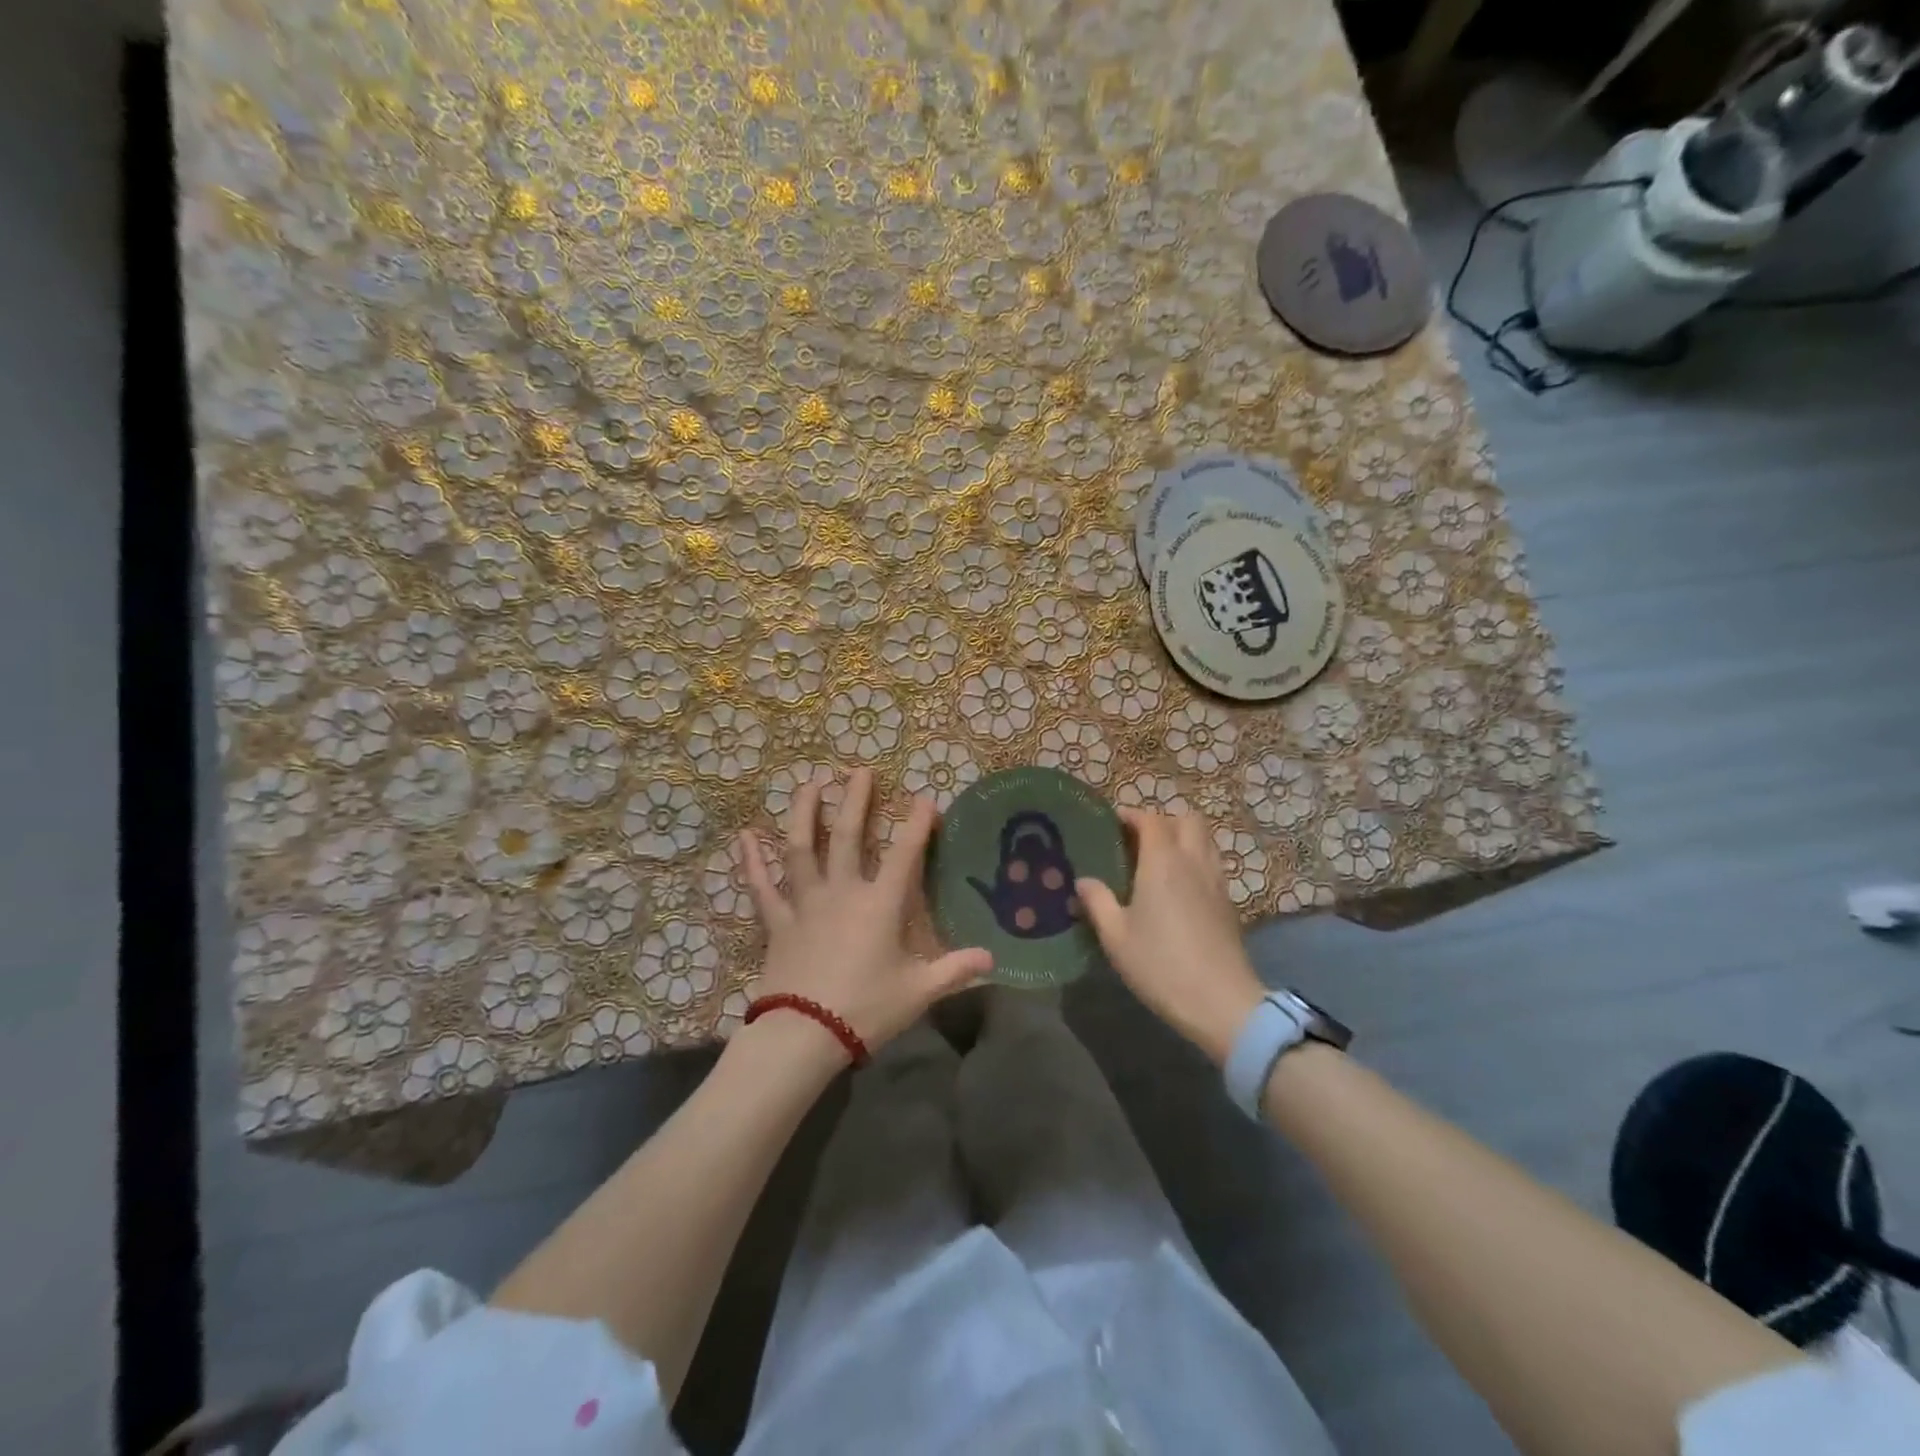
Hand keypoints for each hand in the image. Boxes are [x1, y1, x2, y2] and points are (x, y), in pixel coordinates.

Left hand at [737, 767, 992, 1055]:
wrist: (805, 1034)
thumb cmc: (866, 1009)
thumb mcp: (919, 992)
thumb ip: (955, 970)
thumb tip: (992, 957)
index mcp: (880, 905)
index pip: (905, 855)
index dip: (917, 824)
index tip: (925, 799)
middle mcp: (843, 892)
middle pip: (850, 837)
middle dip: (856, 801)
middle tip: (860, 771)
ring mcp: (806, 903)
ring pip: (802, 848)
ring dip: (806, 814)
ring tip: (810, 784)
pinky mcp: (778, 921)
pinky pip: (762, 886)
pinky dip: (751, 861)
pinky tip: (744, 836)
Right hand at [1076, 808, 1265, 1065]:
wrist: (1221, 1002)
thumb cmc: (1160, 965)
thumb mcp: (1115, 937)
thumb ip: (1097, 902)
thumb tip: (1083, 881)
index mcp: (1162, 862)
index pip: (1150, 819)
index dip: (1131, 815)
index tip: (1112, 823)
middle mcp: (1193, 862)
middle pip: (1187, 819)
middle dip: (1163, 820)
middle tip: (1138, 840)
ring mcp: (1216, 881)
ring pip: (1205, 839)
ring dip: (1183, 838)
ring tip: (1158, 861)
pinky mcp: (1228, 903)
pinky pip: (1212, 864)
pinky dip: (1195, 861)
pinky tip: (1178, 889)